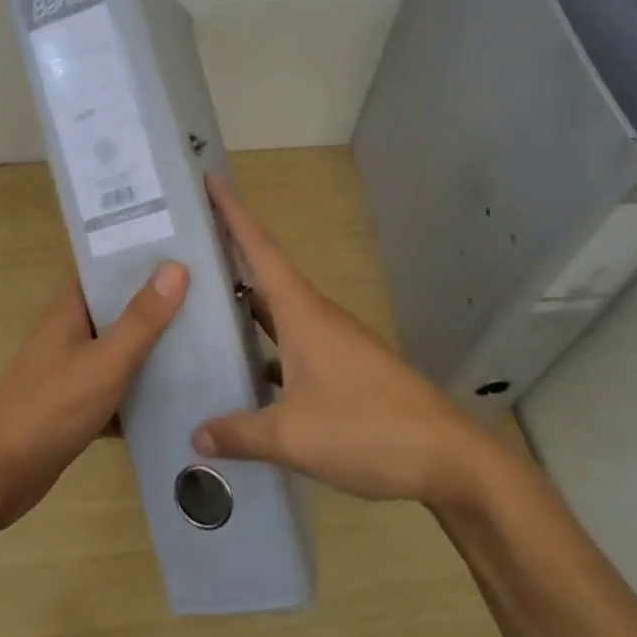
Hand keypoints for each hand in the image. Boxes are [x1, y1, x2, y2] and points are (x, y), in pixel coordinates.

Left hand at [0, 261, 188, 529]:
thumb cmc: (49, 409)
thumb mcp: (104, 363)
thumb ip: (141, 319)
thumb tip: (177, 265)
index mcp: (71, 309)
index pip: (112, 269)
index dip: (148, 260)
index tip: (192, 253)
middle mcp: (72, 332)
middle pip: (123, 310)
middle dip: (162, 307)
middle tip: (216, 299)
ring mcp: (74, 369)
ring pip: (124, 351)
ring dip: (156, 352)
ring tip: (211, 343)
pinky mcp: (78, 405)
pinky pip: (119, 390)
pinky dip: (144, 393)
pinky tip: (184, 399)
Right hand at [194, 175, 510, 506]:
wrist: (448, 457)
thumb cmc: (367, 429)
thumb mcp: (293, 436)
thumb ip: (240, 433)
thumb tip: (197, 436)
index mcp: (302, 312)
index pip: (260, 248)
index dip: (233, 212)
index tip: (211, 178)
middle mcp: (317, 316)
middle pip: (266, 273)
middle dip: (230, 253)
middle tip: (187, 243)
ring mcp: (334, 342)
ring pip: (280, 311)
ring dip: (246, 303)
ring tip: (202, 303)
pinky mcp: (346, 369)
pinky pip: (293, 343)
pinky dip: (267, 346)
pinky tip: (247, 370)